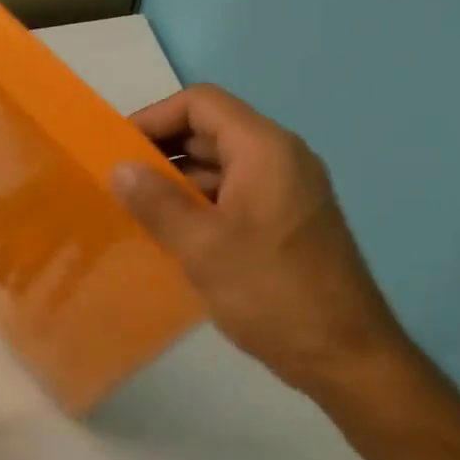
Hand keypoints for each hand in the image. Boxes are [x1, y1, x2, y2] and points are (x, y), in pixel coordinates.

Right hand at [110, 84, 406, 395]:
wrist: (344, 355)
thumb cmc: (271, 293)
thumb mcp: (203, 247)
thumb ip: (157, 203)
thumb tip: (118, 168)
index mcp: (265, 150)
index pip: (201, 104)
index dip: (154, 117)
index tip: (115, 149)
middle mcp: (280, 159)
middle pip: (211, 131)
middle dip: (161, 151)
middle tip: (117, 183)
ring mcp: (286, 191)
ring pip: (220, 166)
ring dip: (177, 181)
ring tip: (134, 210)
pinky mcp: (285, 221)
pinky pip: (233, 195)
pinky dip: (199, 204)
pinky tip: (170, 234)